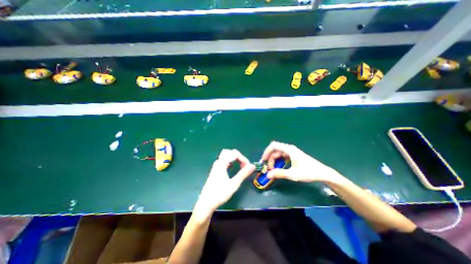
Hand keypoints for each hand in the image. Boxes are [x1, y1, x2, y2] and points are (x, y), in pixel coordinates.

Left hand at [194, 149, 255, 220]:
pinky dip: (231, 161)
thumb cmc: (220, 193)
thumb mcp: (234, 184)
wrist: (206, 202)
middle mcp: (218, 162)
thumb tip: (252, 166)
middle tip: (244, 165)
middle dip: (239, 156)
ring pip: (226, 155)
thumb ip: (243, 174)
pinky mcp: (216, 169)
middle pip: (229, 152)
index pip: (234, 154)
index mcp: (222, 163)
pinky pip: (224, 160)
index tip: (248, 166)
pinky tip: (233, 167)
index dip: (243, 158)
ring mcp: (216, 165)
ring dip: (235, 158)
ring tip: (241, 166)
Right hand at [262, 141, 342, 181]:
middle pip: (275, 150)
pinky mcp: (293, 155)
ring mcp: (292, 152)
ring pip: (278, 153)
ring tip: (273, 169)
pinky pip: (282, 156)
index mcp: (289, 150)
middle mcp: (289, 149)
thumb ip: (279, 174)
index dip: (266, 152)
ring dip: (274, 160)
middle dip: (270, 158)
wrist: (323, 173)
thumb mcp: (293, 174)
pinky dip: (278, 161)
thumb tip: (267, 175)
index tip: (263, 161)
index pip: (273, 145)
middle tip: (269, 169)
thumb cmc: (308, 172)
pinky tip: (279, 167)